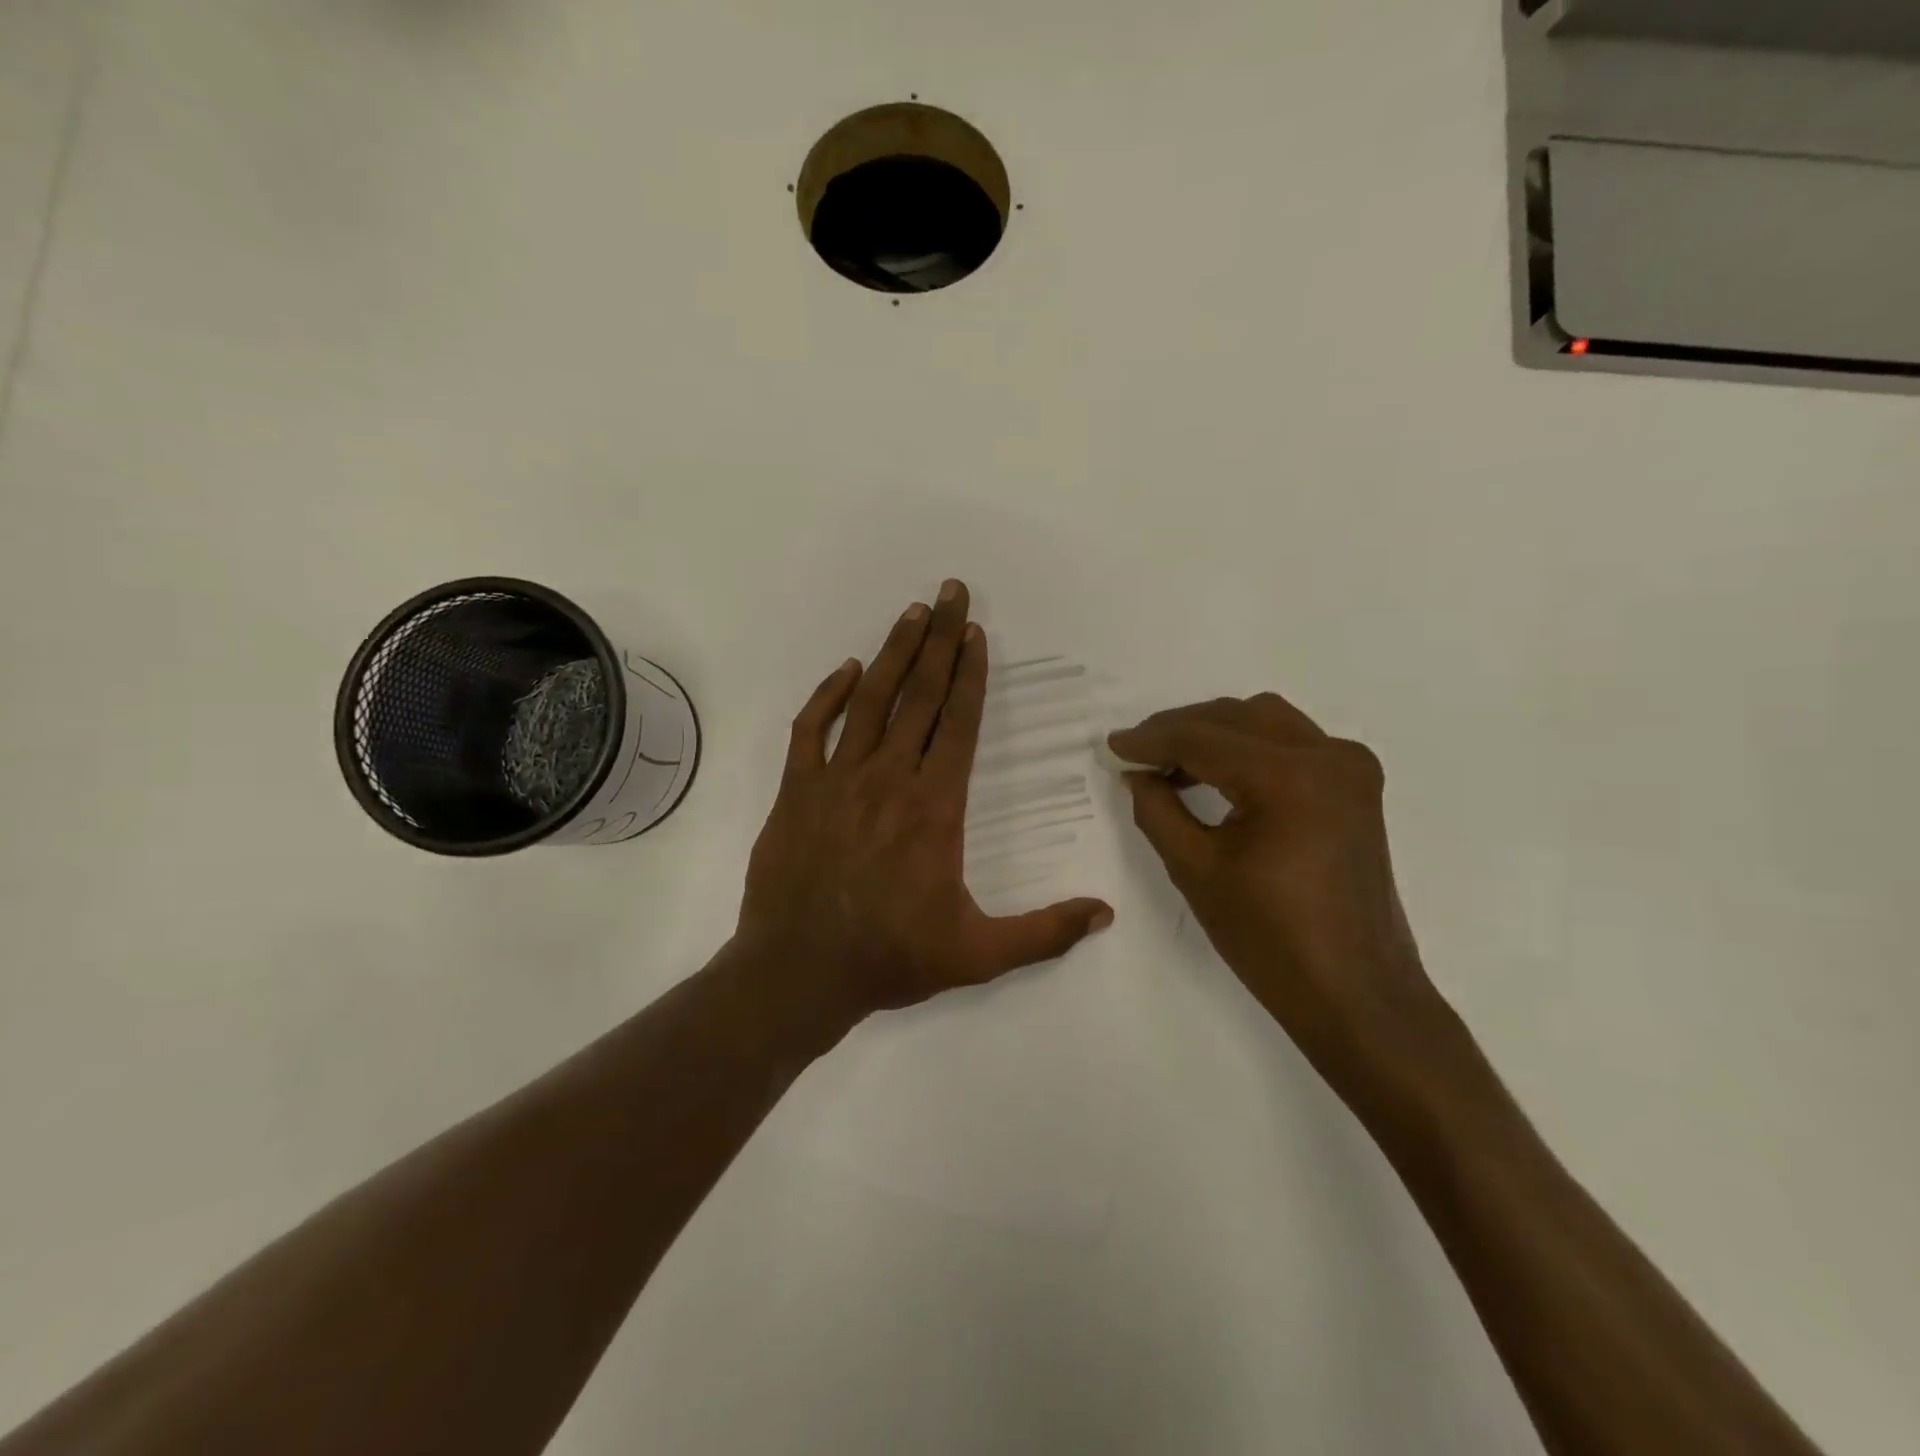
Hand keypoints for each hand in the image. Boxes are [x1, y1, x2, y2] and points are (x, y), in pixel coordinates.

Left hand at [738, 579, 1112, 1025]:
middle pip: (920, 695)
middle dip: (940, 639)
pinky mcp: (796, 791)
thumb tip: (1106, 913)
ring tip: (912, 613)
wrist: (798, 973)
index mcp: (934, 806)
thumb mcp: (978, 955)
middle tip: (951, 591)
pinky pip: (811, 729)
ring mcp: (837, 780)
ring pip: (870, 701)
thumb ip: (1045, 933)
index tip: (976, 633)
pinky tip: (848, 671)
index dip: (969, 674)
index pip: (957, 723)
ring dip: (893, 653)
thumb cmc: (890, 959)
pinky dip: (829, 696)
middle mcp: (889, 778)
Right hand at [1110, 695, 1439, 1085]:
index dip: (1151, 739)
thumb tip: (1136, 772)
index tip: (1112, 745)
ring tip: (1171, 764)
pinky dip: (1249, 747)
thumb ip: (1157, 809)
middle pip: (1236, 716)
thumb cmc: (1270, 939)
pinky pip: (1292, 742)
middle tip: (1138, 753)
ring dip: (1215, 733)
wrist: (1355, 993)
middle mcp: (1328, 756)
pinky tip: (1216, 774)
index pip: (1203, 738)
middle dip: (1180, 729)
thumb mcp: (1196, 870)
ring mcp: (1350, 768)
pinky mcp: (1356, 786)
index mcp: (1288, 777)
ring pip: (1266, 721)